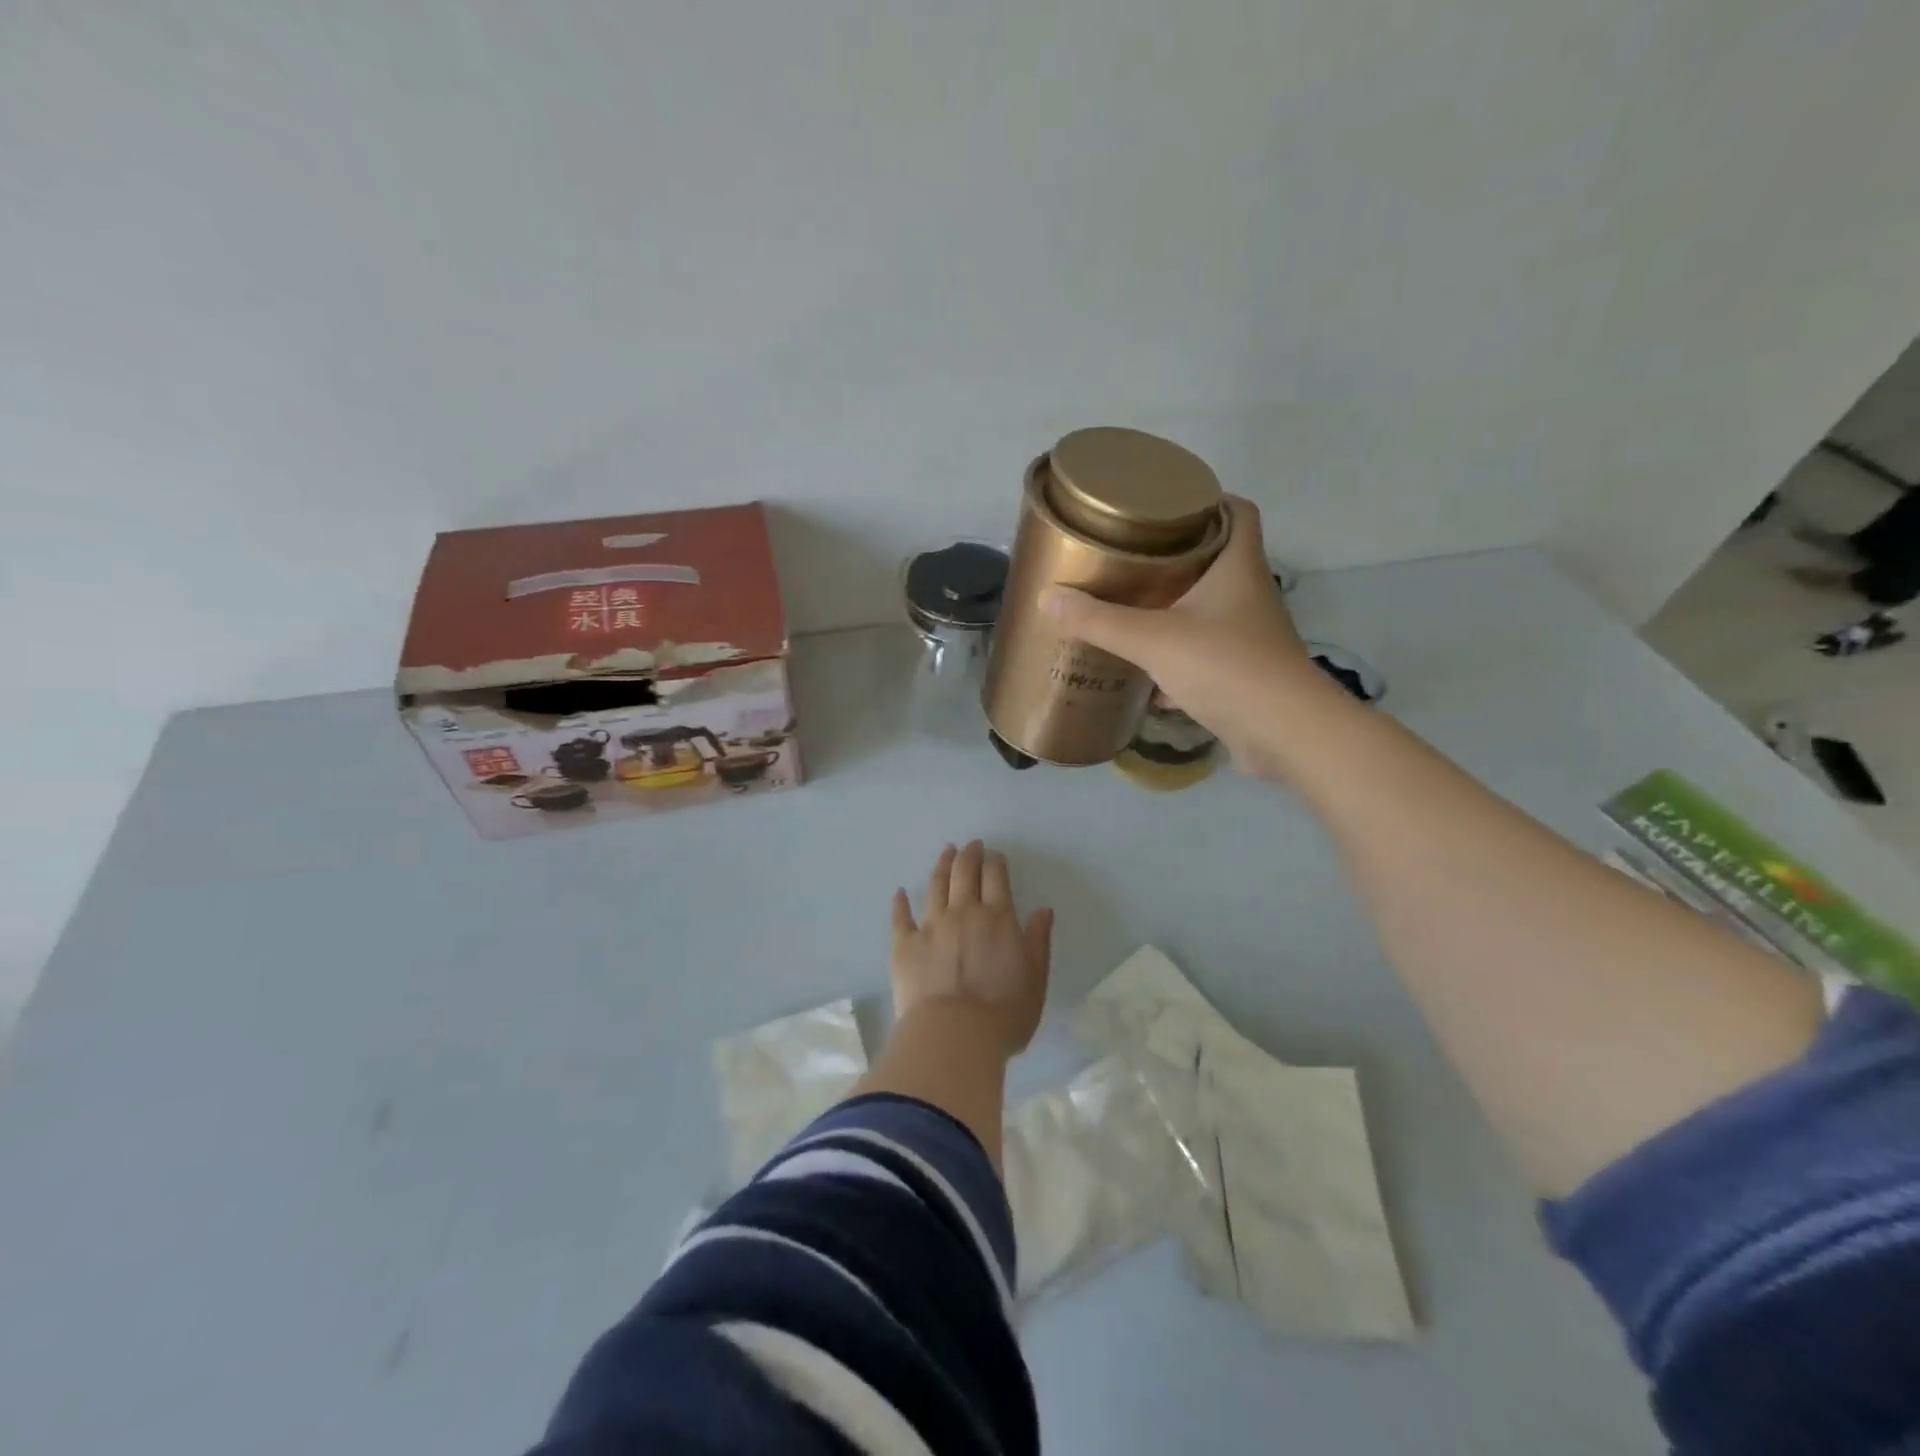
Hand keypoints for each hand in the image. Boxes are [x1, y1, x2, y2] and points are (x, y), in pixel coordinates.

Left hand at [889, 841, 1053, 1055]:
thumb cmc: (1004, 1014)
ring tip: (945, 853)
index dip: (995, 862)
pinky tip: (899, 892)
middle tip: (971, 845)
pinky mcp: (904, 945)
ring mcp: (931, 926)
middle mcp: (963, 913)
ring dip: (941, 866)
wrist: (954, 1035)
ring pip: (935, 886)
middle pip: (964, 873)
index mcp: (998, 919)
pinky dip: (900, 903)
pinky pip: (901, 917)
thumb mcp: (1035, 980)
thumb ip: (1038, 942)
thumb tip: (1043, 910)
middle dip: (969, 854)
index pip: (996, 878)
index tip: (994, 855)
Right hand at [1039, 496, 1329, 778]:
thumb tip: (1047, 597)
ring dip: (1174, 608)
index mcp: (1239, 567)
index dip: (1209, 500)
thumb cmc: (1225, 667)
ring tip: (1128, 606)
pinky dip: (1175, 657)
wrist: (1284, 733)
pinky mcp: (1242, 674)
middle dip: (1176, 556)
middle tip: (1130, 556)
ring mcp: (1248, 637)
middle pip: (1217, 559)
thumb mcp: (1153, 639)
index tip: (1166, 506)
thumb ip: (1099, 621)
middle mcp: (1249, 595)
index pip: (1237, 512)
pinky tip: (1143, 669)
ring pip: (1208, 610)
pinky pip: (1203, 654)